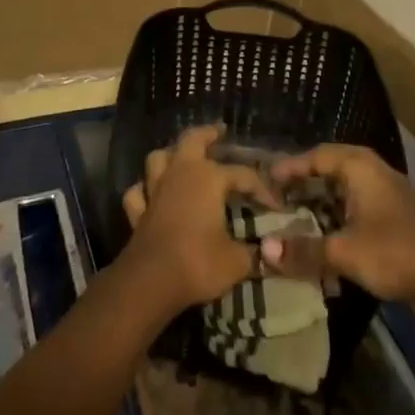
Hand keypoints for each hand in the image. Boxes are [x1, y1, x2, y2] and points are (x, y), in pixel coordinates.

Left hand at [121, 125, 275, 316]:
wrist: (150, 282)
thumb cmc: (198, 263)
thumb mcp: (237, 261)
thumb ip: (254, 253)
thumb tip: (268, 252)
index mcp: (209, 178)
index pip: (243, 175)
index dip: (262, 189)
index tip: (277, 206)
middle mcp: (180, 174)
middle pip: (192, 140)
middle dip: (207, 134)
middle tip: (219, 132)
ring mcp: (155, 190)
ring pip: (159, 158)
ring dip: (171, 155)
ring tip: (182, 157)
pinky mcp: (138, 212)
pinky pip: (138, 192)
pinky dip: (144, 189)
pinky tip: (151, 194)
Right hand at [264, 144, 414, 313]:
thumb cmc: (393, 254)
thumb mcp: (343, 253)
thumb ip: (304, 250)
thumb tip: (264, 251)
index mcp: (362, 168)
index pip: (318, 155)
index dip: (292, 166)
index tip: (268, 178)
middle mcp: (376, 171)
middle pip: (333, 166)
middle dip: (306, 179)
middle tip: (280, 193)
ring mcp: (390, 192)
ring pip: (348, 185)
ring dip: (323, 196)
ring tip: (298, 210)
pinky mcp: (397, 214)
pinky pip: (359, 201)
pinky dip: (339, 209)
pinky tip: (329, 229)